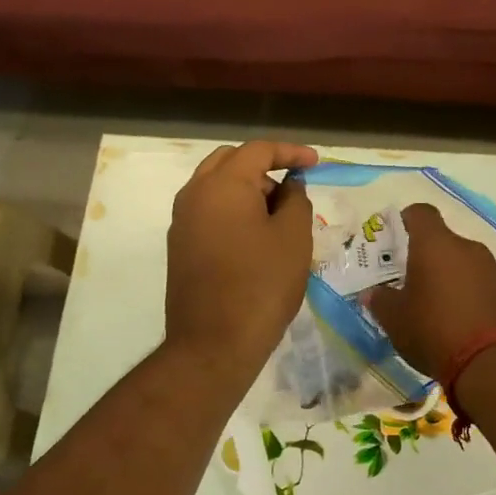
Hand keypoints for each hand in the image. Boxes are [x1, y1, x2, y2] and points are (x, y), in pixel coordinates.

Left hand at [164, 141, 318, 381]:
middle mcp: (194, 195)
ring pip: (216, 188)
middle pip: (230, 162)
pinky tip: (255, 239)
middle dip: (264, 168)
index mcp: (222, 184)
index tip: (315, 163)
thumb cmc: (261, 285)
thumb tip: (289, 186)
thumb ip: (296, 200)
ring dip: (247, 191)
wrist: (213, 343)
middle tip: (292, 191)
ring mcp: (182, 222)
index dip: (290, 152)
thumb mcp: (294, 238)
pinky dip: (232, 212)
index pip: (258, 150)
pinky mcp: (180, 247)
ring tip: (278, 218)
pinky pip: (208, 213)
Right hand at [364, 204, 495, 379]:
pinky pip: (479, 283)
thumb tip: (373, 293)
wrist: (494, 363)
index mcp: (435, 244)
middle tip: (408, 281)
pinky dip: (467, 294)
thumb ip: (380, 300)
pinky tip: (457, 321)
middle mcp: (467, 248)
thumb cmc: (434, 330)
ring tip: (433, 306)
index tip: (393, 241)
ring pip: (462, 262)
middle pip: (442, 240)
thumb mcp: (395, 319)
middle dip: (424, 257)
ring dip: (447, 276)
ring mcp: (492, 269)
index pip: (420, 213)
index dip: (404, 221)